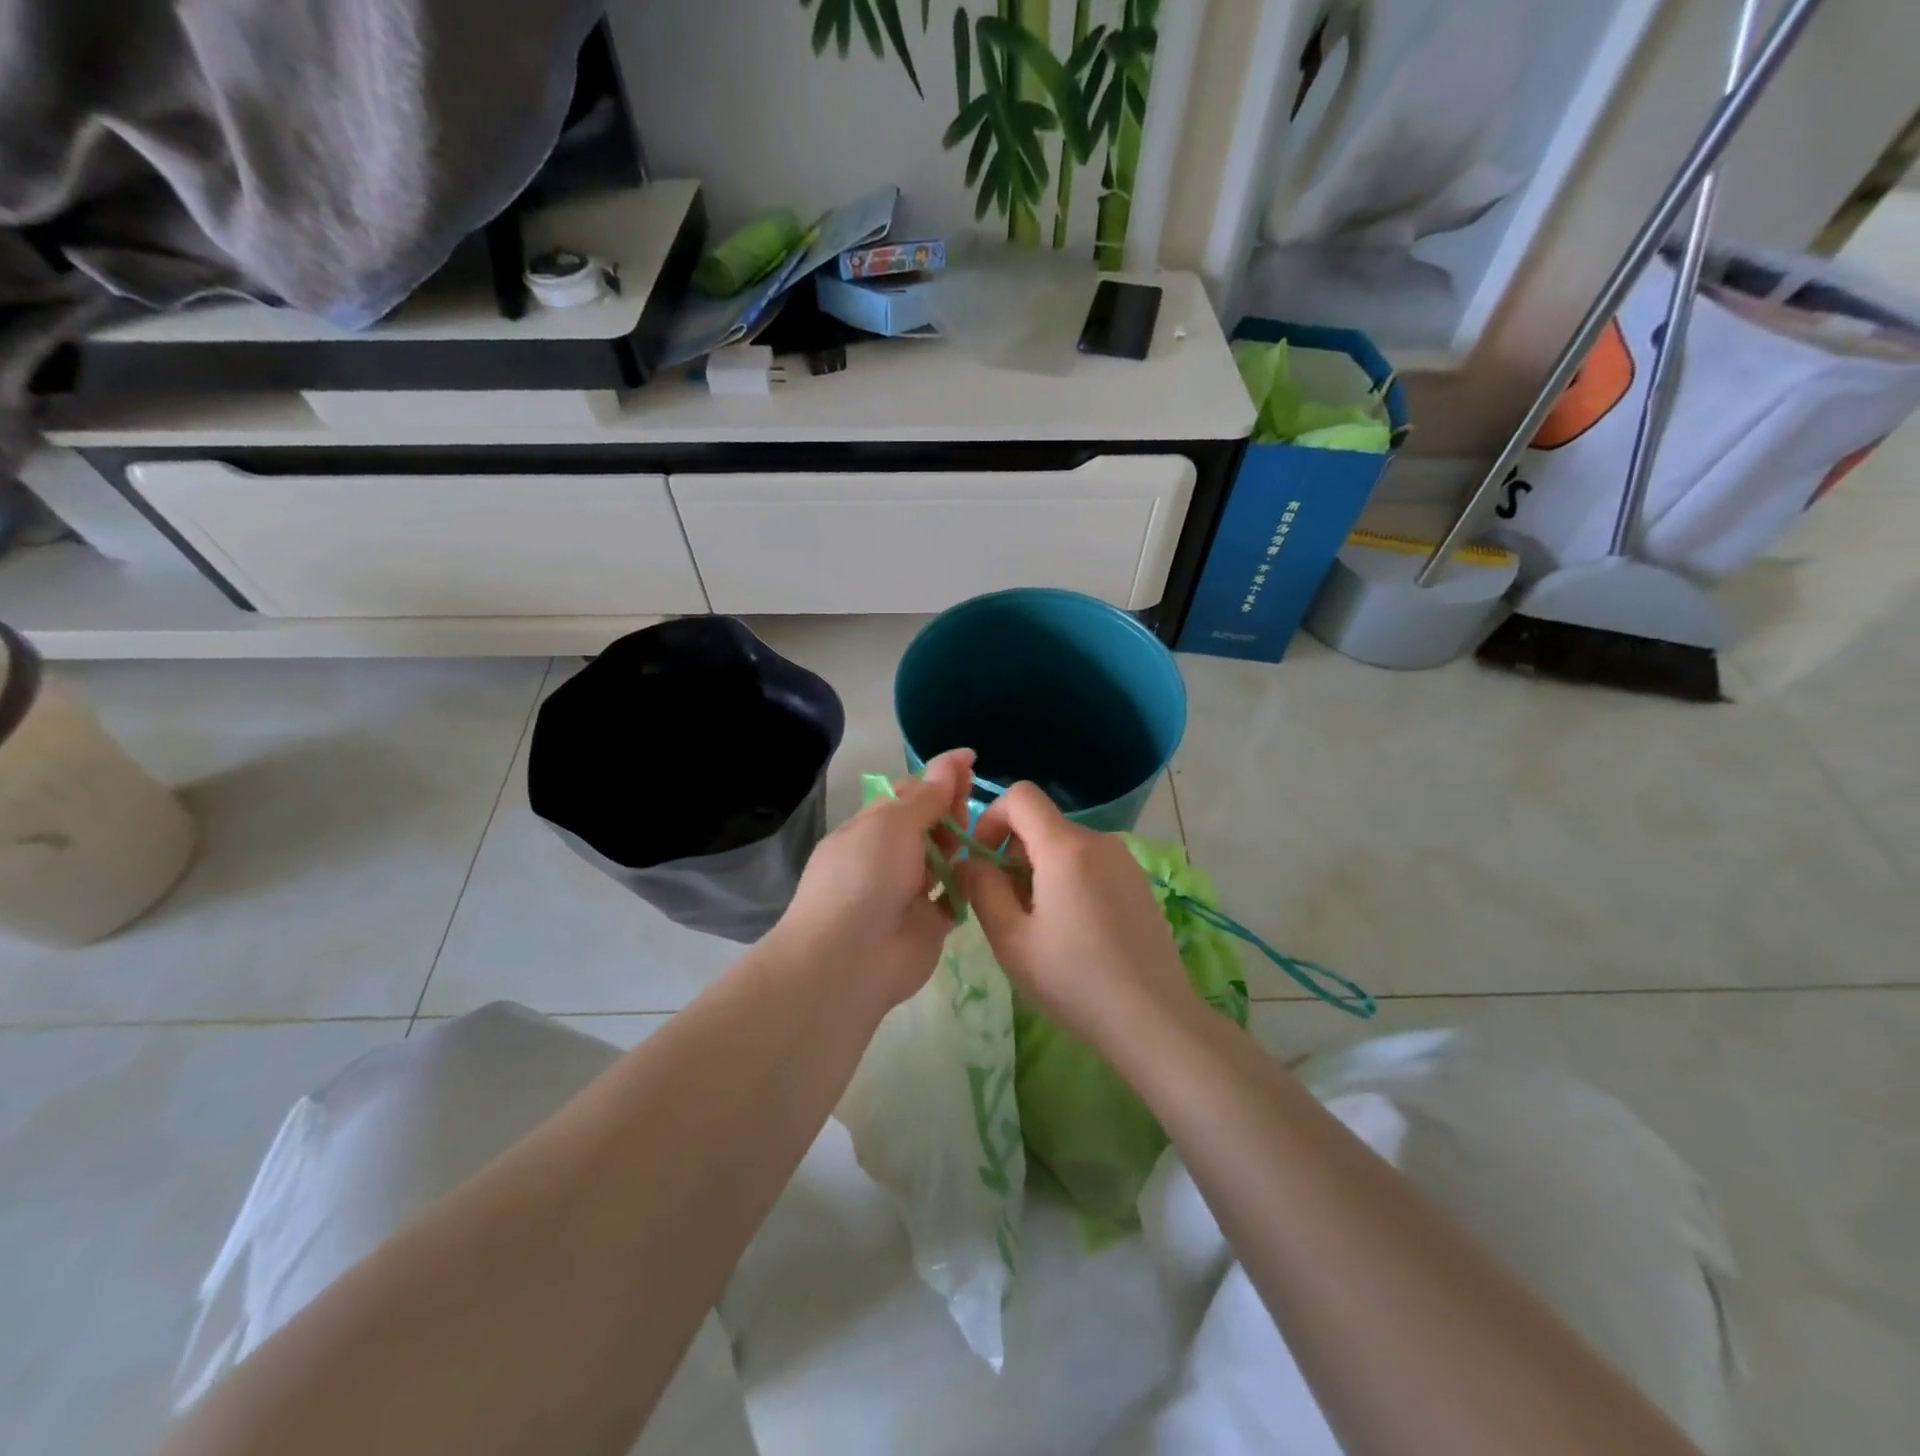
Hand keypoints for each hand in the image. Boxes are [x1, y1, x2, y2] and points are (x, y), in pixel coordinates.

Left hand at [772, 748, 974, 1009]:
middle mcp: (888, 857)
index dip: (939, 777)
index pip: (908, 794)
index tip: (972, 762)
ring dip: (962, 843)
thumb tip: (955, 757)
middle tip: (972, 805)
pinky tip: (987, 868)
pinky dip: (969, 883)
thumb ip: (929, 794)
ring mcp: (908, 891)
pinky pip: (955, 896)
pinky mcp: (929, 923)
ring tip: (987, 833)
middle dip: (952, 809)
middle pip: (929, 823)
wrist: (849, 959)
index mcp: (870, 828)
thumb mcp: (893, 824)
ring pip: (944, 858)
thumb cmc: (865, 877)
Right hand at [957, 782, 1194, 1050]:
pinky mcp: (1138, 882)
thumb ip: (981, 888)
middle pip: (1041, 824)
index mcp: (1065, 846)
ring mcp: (1124, 860)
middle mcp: (1099, 840)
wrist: (1155, 1019)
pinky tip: (1075, 932)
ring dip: (1040, 871)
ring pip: (1065, 846)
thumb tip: (969, 861)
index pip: (1020, 795)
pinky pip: (1090, 864)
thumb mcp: (1011, 940)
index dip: (991, 818)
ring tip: (1042, 927)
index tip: (983, 862)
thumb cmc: (1074, 979)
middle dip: (1013, 855)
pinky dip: (1069, 881)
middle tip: (1008, 909)